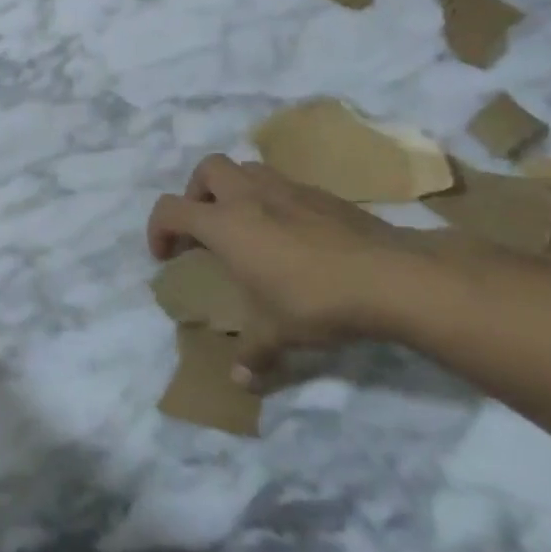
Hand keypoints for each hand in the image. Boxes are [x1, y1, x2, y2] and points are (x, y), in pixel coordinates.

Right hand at [148, 155, 447, 359]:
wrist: (392, 277)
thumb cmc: (316, 300)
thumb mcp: (276, 333)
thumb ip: (253, 353)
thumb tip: (240, 382)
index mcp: (226, 224)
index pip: (171, 209)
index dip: (157, 229)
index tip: (165, 256)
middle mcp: (251, 196)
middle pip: (207, 169)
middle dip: (196, 192)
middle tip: (204, 226)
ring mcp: (289, 189)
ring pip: (247, 169)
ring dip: (235, 190)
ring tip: (246, 226)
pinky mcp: (323, 194)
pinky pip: (284, 185)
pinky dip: (274, 201)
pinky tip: (291, 235)